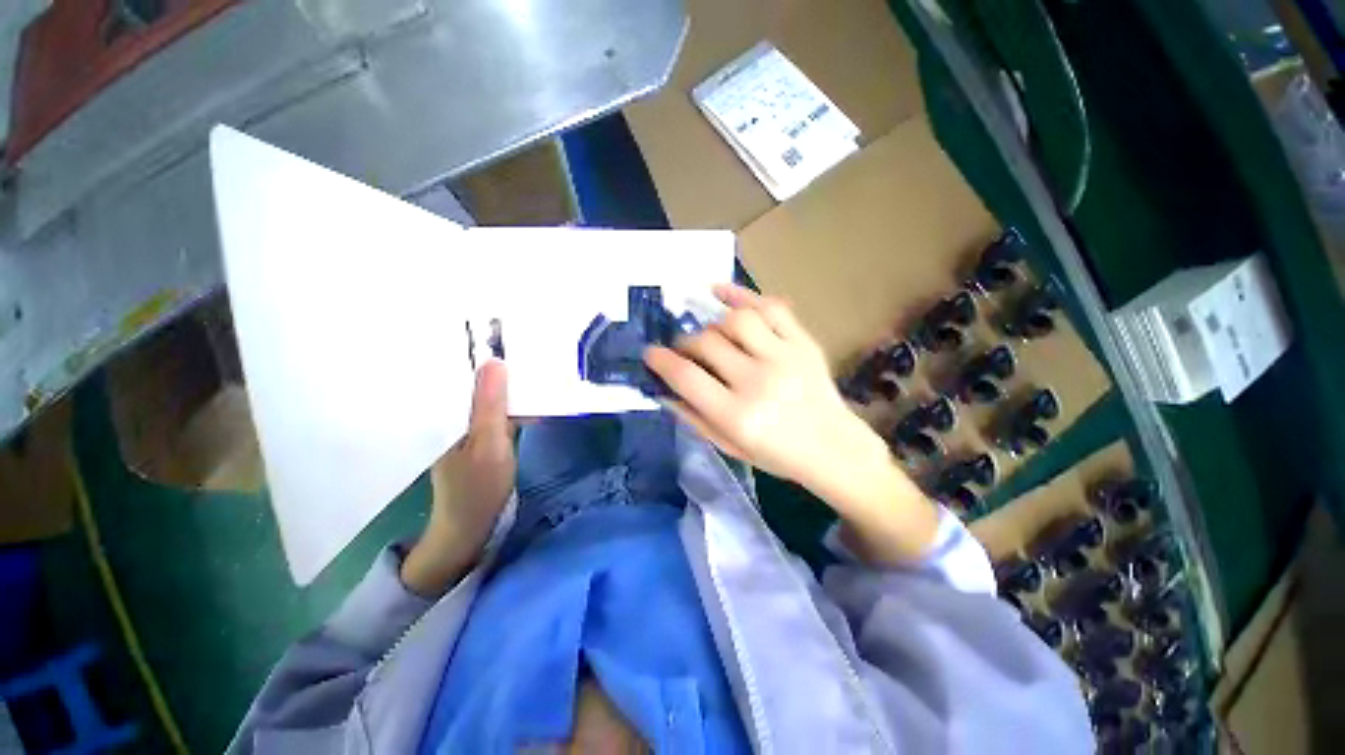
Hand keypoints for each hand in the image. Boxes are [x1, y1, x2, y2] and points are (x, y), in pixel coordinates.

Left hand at [402, 359, 514, 595]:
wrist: (473, 525)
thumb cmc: (478, 486)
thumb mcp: (490, 444)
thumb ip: (491, 405)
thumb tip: (495, 361)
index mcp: (442, 411)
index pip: (456, 367)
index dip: (476, 346)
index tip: (501, 327)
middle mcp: (449, 411)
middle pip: (473, 376)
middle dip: (497, 360)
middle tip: (525, 340)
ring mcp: (465, 422)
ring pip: (486, 391)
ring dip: (507, 379)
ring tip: (530, 360)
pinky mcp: (479, 431)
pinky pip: (495, 406)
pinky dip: (511, 398)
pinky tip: (528, 393)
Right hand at [645, 284, 938, 561]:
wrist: (834, 448)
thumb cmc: (778, 455)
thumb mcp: (729, 447)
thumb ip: (694, 418)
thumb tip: (664, 390)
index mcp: (738, 416)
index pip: (686, 377)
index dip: (660, 361)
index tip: (651, 354)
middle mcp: (759, 382)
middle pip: (707, 343)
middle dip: (686, 343)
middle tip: (685, 351)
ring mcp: (785, 357)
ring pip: (736, 319)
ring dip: (714, 324)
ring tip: (712, 336)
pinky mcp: (803, 343)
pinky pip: (771, 307)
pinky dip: (743, 294)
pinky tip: (721, 293)